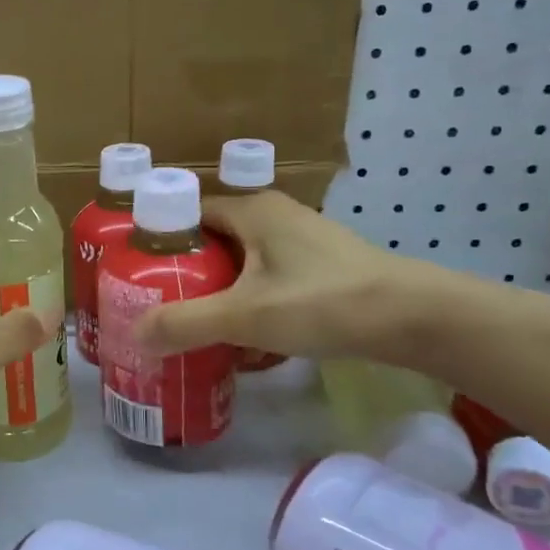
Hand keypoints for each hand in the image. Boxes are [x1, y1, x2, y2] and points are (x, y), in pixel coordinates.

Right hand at [134, 191, 428, 362]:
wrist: (414, 318)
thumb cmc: (323, 302)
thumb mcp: (245, 316)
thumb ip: (185, 324)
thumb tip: (134, 335)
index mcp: (250, 210)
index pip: (186, 214)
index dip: (157, 242)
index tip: (135, 275)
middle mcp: (273, 216)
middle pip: (211, 242)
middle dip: (185, 275)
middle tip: (159, 308)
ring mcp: (300, 241)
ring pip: (241, 264)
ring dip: (218, 293)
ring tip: (193, 327)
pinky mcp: (320, 267)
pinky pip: (267, 280)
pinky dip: (249, 302)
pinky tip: (244, 339)